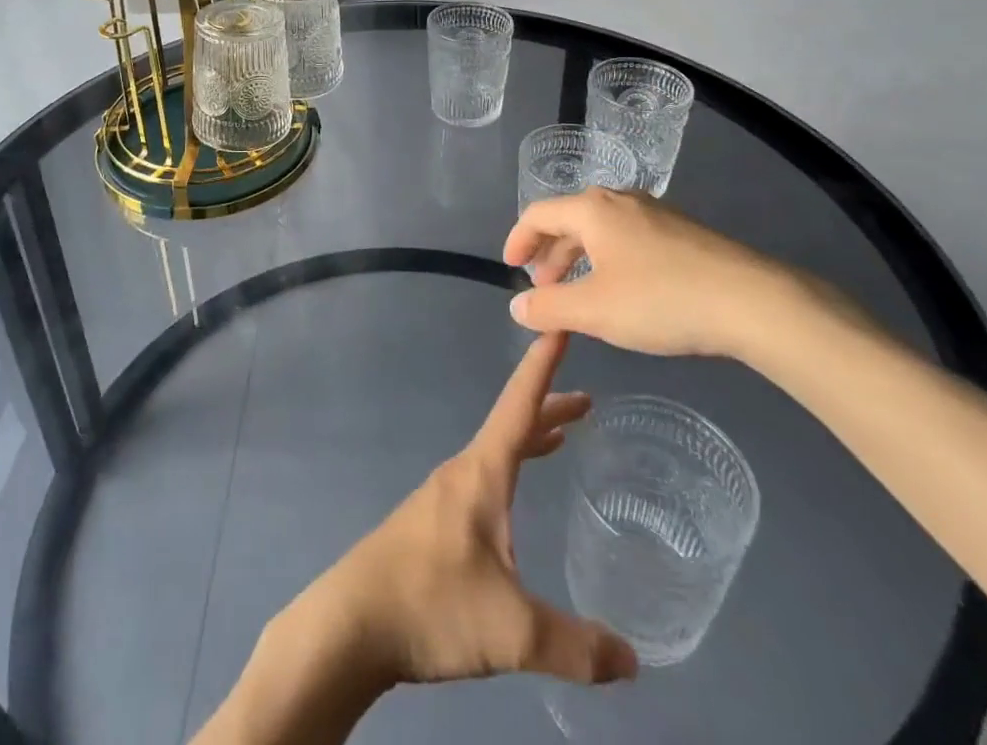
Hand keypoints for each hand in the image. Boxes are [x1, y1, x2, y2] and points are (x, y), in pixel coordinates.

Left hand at [298, 333, 637, 688]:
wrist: (352, 623)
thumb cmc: (431, 605)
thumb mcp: (513, 632)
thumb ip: (576, 647)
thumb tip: (633, 662)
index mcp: (481, 473)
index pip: (519, 405)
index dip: (542, 365)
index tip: (559, 324)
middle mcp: (462, 472)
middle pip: (511, 425)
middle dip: (548, 406)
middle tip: (588, 401)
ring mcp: (443, 496)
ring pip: (496, 452)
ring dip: (529, 438)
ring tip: (562, 436)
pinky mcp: (432, 523)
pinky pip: (483, 478)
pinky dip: (510, 467)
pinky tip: (514, 502)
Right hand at [505, 188, 811, 359]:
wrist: (753, 301)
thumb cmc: (661, 299)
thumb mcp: (594, 310)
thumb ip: (548, 308)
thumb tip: (517, 306)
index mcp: (592, 209)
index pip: (538, 214)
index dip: (518, 239)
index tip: (511, 268)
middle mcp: (620, 201)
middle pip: (569, 219)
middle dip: (550, 254)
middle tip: (543, 288)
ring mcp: (655, 214)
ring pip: (601, 230)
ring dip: (580, 259)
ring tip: (580, 294)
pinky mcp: (682, 233)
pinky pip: (628, 239)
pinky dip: (609, 260)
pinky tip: (624, 292)